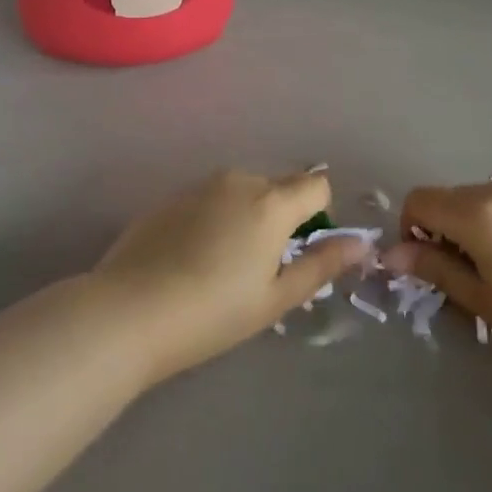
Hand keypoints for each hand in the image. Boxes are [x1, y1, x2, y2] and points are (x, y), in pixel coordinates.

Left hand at [92, 169, 369, 385]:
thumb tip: (361, 244)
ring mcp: (199, 186)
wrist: (130, 311)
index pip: (316, 184)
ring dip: (246, 216)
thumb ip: (321, 265)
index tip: (302, 250)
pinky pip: (209, 199)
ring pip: (241, 191)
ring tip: (224, 265)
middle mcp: (238, 180)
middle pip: (278, 186)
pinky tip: (192, 258)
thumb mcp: (275, 298)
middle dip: (281, 216)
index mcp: (271, 202)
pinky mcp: (169, 197)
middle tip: (262, 267)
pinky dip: (214, 218)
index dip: (319, 213)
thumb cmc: (213, 311)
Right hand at [383, 178, 491, 382]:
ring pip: (481, 201)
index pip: (418, 200)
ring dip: (475, 228)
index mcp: (476, 211)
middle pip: (449, 199)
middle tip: (469, 279)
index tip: (430, 267)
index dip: (410, 230)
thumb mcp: (486, 301)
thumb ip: (436, 270)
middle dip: (444, 232)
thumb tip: (391, 254)